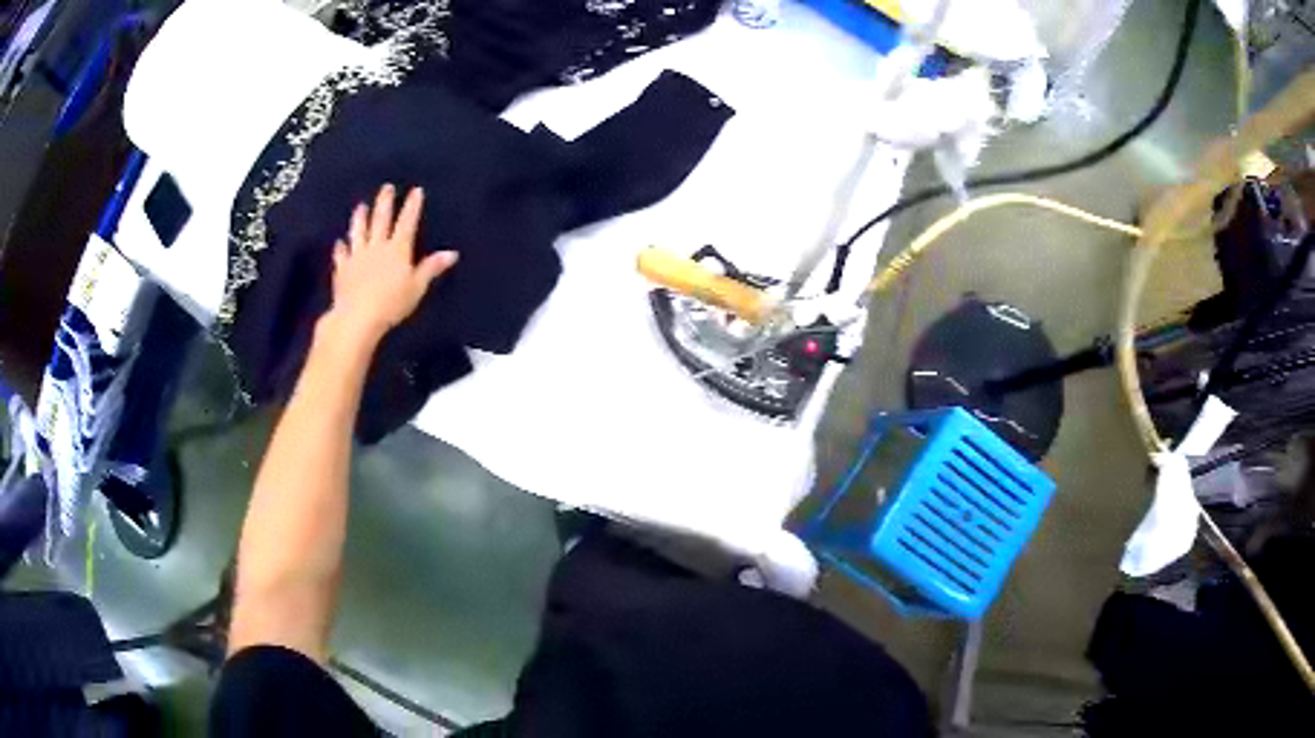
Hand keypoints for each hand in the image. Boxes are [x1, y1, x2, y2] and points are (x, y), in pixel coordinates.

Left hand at [325, 184, 457, 345]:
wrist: (358, 316)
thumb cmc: (392, 303)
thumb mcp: (417, 287)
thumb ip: (431, 268)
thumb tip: (452, 254)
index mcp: (397, 249)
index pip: (407, 222)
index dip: (412, 206)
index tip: (416, 191)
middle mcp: (376, 247)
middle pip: (381, 220)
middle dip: (385, 203)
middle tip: (386, 187)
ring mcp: (357, 257)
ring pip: (359, 232)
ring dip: (360, 218)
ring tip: (361, 206)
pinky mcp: (342, 270)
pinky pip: (341, 255)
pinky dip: (340, 248)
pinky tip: (339, 243)